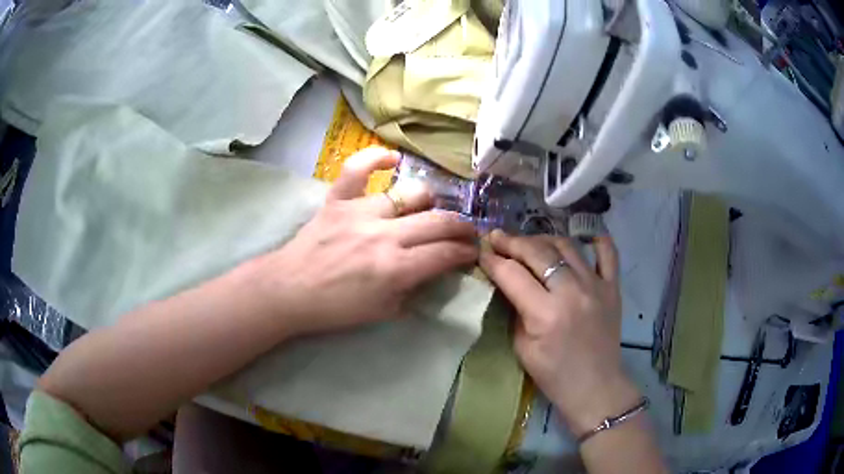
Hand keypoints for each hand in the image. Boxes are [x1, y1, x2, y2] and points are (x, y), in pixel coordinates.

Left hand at [251, 147, 478, 336]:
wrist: (289, 291)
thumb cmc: (335, 309)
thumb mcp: (383, 312)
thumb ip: (413, 291)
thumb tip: (434, 271)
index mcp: (395, 268)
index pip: (445, 254)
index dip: (466, 252)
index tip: (472, 252)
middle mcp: (384, 235)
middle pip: (438, 221)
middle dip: (462, 226)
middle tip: (467, 231)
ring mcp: (360, 212)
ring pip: (410, 193)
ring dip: (429, 202)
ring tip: (430, 210)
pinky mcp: (338, 200)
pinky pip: (358, 169)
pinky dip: (376, 159)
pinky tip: (393, 159)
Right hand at [479, 230, 639, 436]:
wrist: (595, 387)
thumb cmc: (554, 375)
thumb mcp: (522, 347)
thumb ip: (515, 310)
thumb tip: (506, 282)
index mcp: (545, 313)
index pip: (512, 274)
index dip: (492, 260)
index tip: (481, 251)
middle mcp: (572, 292)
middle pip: (537, 252)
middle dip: (512, 242)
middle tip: (497, 238)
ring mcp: (596, 286)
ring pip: (567, 245)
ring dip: (543, 239)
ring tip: (530, 242)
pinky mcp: (613, 287)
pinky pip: (608, 253)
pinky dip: (596, 240)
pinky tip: (583, 237)